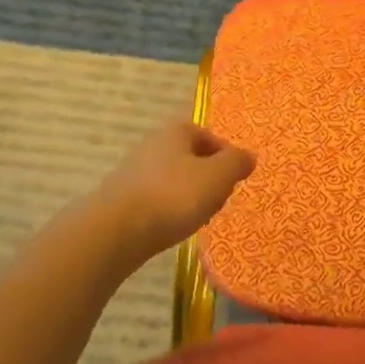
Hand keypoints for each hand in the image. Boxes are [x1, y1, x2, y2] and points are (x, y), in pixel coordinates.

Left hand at [92, 122, 256, 260]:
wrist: (116, 231)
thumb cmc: (174, 196)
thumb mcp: (217, 177)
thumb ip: (236, 163)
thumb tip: (248, 156)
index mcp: (176, 132)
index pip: (209, 136)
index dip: (226, 157)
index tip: (234, 180)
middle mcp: (152, 144)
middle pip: (190, 157)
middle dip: (207, 177)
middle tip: (217, 200)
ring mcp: (133, 171)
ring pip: (172, 179)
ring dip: (187, 195)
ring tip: (196, 218)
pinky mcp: (120, 197)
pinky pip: (154, 198)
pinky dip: (166, 210)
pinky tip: (170, 227)